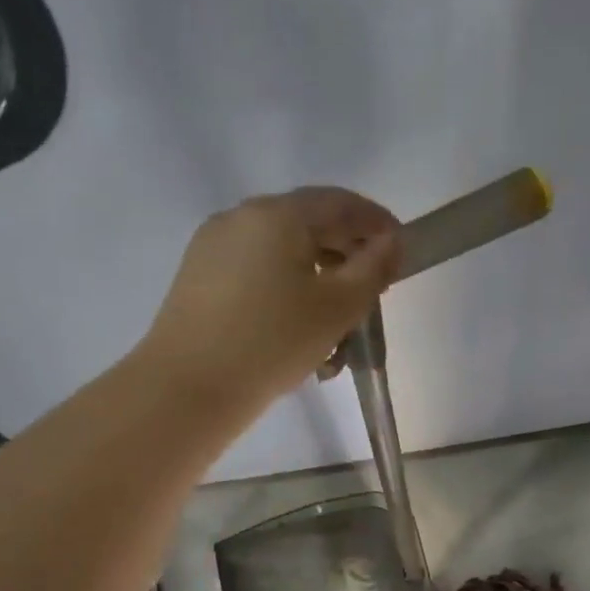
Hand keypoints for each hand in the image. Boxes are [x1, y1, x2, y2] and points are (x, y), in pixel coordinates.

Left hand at [142, 186, 400, 405]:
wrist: (188, 388)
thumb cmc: (273, 342)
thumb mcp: (338, 308)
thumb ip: (374, 268)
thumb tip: (392, 242)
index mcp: (277, 214)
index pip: (340, 203)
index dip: (376, 223)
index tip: (400, 251)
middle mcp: (241, 217)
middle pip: (309, 224)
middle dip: (347, 256)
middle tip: (372, 293)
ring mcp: (214, 246)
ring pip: (282, 252)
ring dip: (318, 279)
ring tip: (336, 327)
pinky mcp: (199, 277)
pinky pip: (256, 271)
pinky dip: (286, 290)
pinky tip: (297, 330)